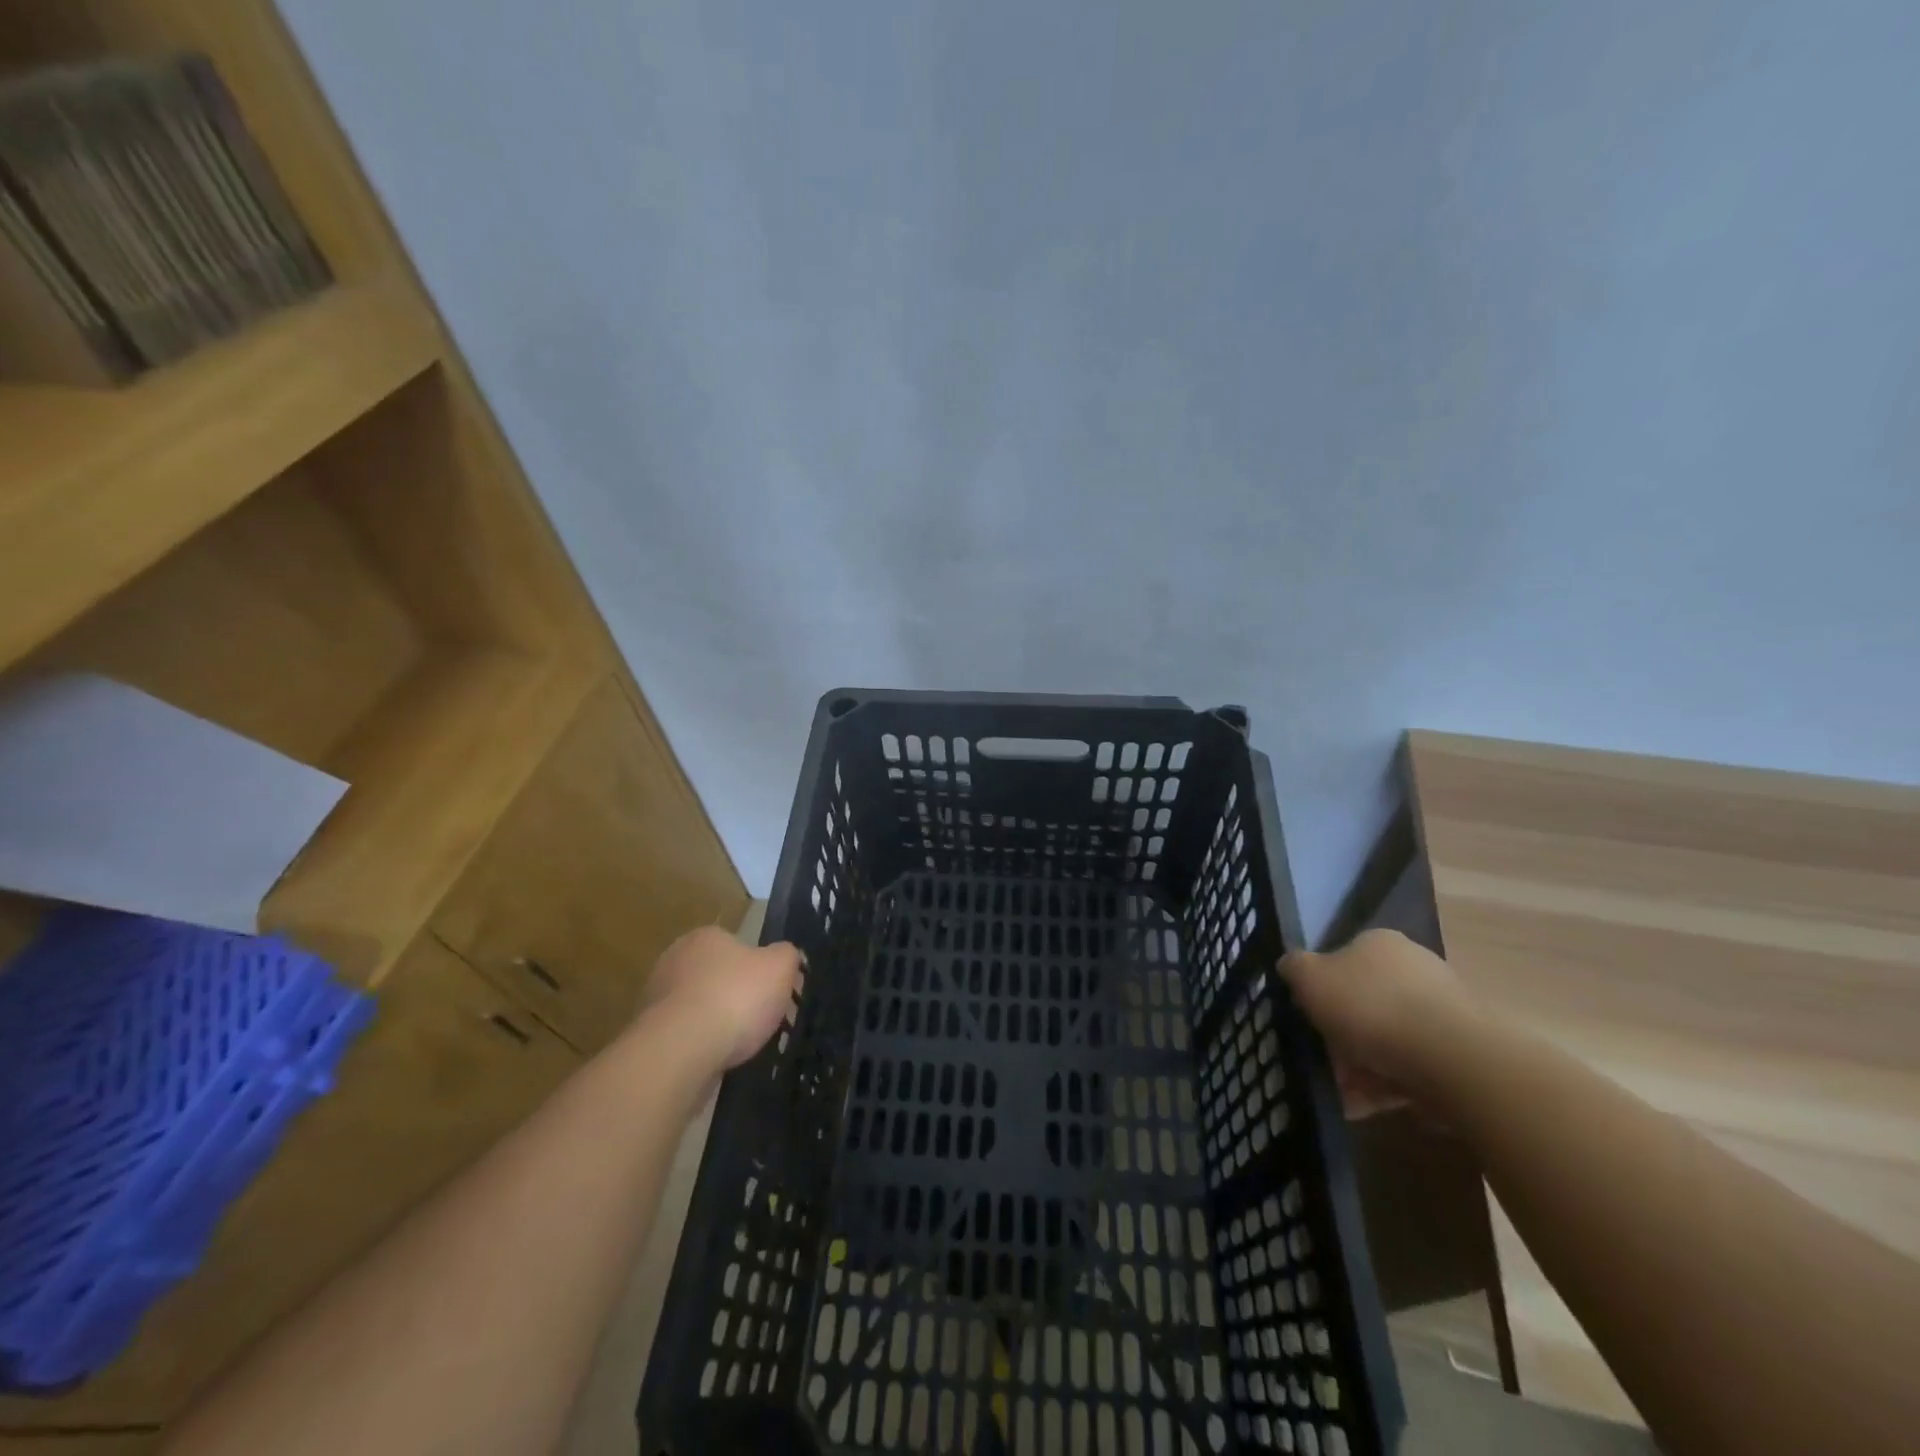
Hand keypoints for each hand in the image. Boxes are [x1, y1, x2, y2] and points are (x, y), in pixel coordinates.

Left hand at [641, 926, 802, 1068]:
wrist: (680, 1053)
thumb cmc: (734, 998)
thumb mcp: (780, 967)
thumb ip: (787, 955)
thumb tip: (784, 956)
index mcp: (704, 936)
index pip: (737, 945)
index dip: (759, 968)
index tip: (773, 991)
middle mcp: (674, 960)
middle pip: (718, 976)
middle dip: (738, 996)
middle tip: (762, 1019)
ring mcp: (656, 999)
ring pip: (700, 1009)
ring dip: (718, 1024)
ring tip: (742, 1047)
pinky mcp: (648, 1037)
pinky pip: (685, 1038)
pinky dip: (701, 1048)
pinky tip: (718, 1060)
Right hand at [1278, 929, 1480, 1113]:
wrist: (1453, 1059)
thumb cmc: (1371, 1006)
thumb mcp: (1309, 977)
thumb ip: (1294, 967)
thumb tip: (1291, 966)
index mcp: (1380, 944)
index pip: (1343, 958)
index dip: (1321, 988)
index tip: (1308, 1017)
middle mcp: (1414, 968)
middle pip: (1365, 1001)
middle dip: (1341, 1034)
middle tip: (1322, 1061)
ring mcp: (1442, 1011)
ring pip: (1387, 1039)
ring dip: (1361, 1066)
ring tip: (1340, 1094)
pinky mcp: (1460, 1053)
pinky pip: (1411, 1067)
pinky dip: (1386, 1086)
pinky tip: (1364, 1107)